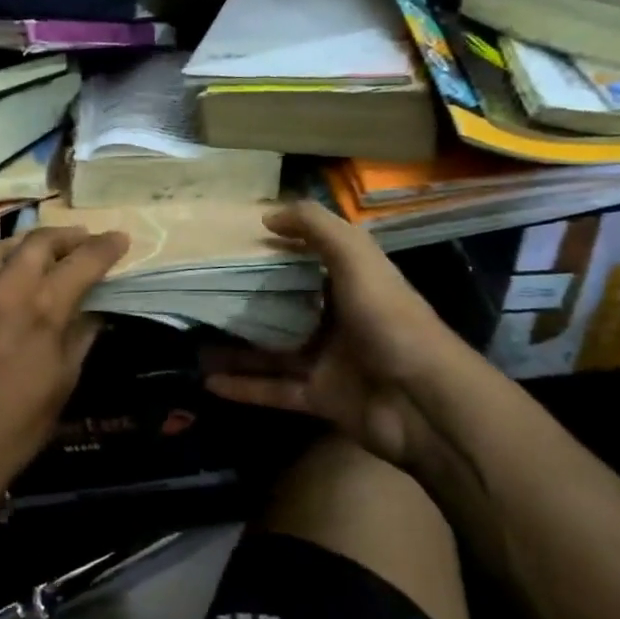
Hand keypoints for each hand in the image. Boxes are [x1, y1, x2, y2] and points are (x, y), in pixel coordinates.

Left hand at [0, 226, 129, 507]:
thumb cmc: (16, 430)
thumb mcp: (63, 383)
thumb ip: (78, 336)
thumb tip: (88, 311)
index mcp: (38, 308)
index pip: (81, 261)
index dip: (105, 247)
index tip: (118, 239)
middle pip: (36, 242)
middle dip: (65, 236)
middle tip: (80, 241)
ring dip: (22, 247)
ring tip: (36, 254)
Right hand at [204, 201, 463, 467]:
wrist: (424, 403)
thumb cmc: (389, 321)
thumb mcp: (357, 259)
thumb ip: (317, 228)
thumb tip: (268, 215)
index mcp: (352, 284)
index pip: (308, 260)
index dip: (275, 249)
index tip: (232, 243)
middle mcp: (339, 319)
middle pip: (284, 307)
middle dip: (247, 302)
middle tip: (203, 294)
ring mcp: (329, 361)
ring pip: (272, 351)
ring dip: (236, 348)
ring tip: (194, 341)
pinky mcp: (321, 398)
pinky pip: (275, 390)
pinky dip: (244, 387)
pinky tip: (208, 381)